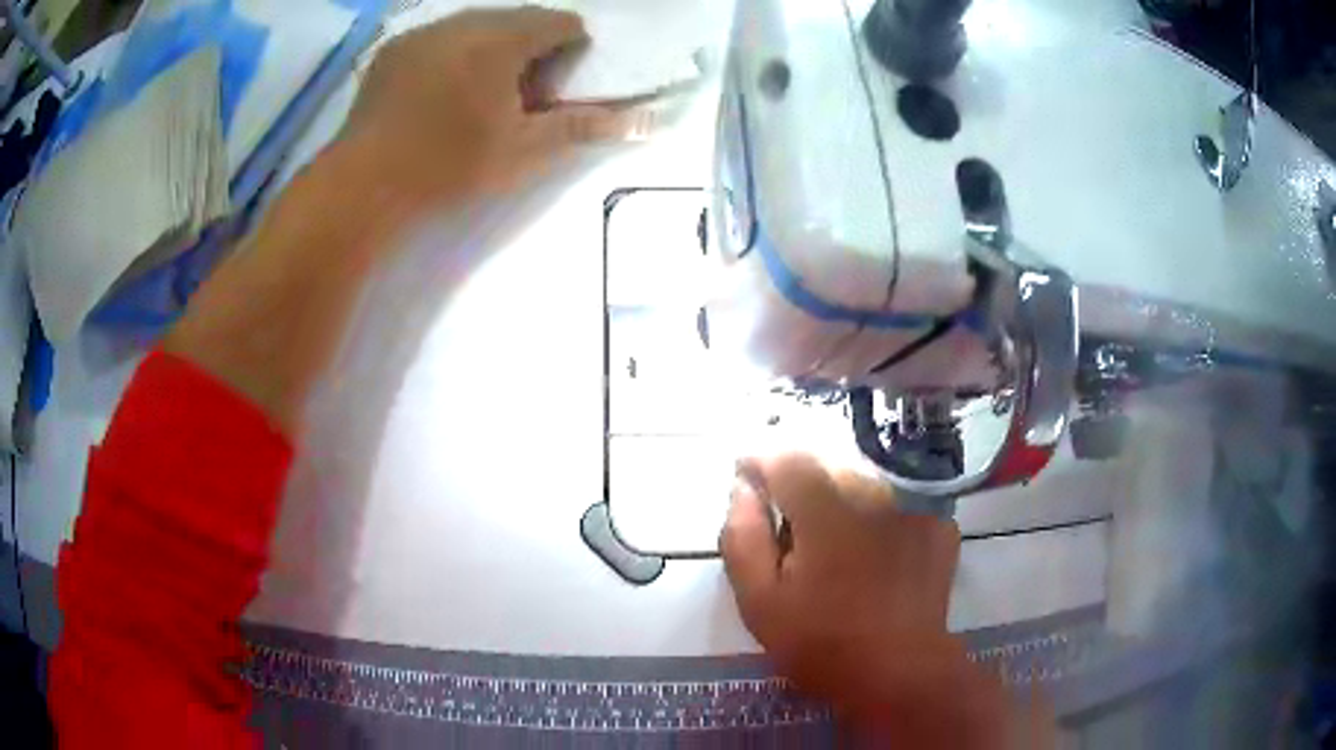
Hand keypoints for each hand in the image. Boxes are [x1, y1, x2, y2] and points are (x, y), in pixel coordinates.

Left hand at [168, 8, 629, 434]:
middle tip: (527, 88)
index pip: (558, 22)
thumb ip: (582, 128)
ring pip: (475, 24)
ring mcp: (422, 33)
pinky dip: (455, 51)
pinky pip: (439, 37)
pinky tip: (443, 88)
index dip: (572, 46)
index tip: (564, 80)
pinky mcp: (392, 51)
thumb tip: (643, 121)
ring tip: (485, 88)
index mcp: (501, 38)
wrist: (362, 186)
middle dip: (532, 44)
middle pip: (516, 18)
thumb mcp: (524, 151)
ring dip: (492, 45)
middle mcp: (463, 21)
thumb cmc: (449, 167)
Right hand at [720, 454, 1013, 743]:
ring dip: (842, 501)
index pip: (786, 457)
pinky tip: (876, 555)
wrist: (901, 671)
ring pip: (865, 482)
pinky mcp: (939, 524)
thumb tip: (742, 490)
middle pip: (827, 467)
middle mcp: (875, 492)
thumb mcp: (760, 602)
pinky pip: (898, 503)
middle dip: (801, 487)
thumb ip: (743, 538)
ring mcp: (915, 506)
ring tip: (835, 547)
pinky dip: (879, 518)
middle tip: (792, 532)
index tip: (746, 479)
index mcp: (826, 508)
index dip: (759, 462)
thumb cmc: (823, 642)